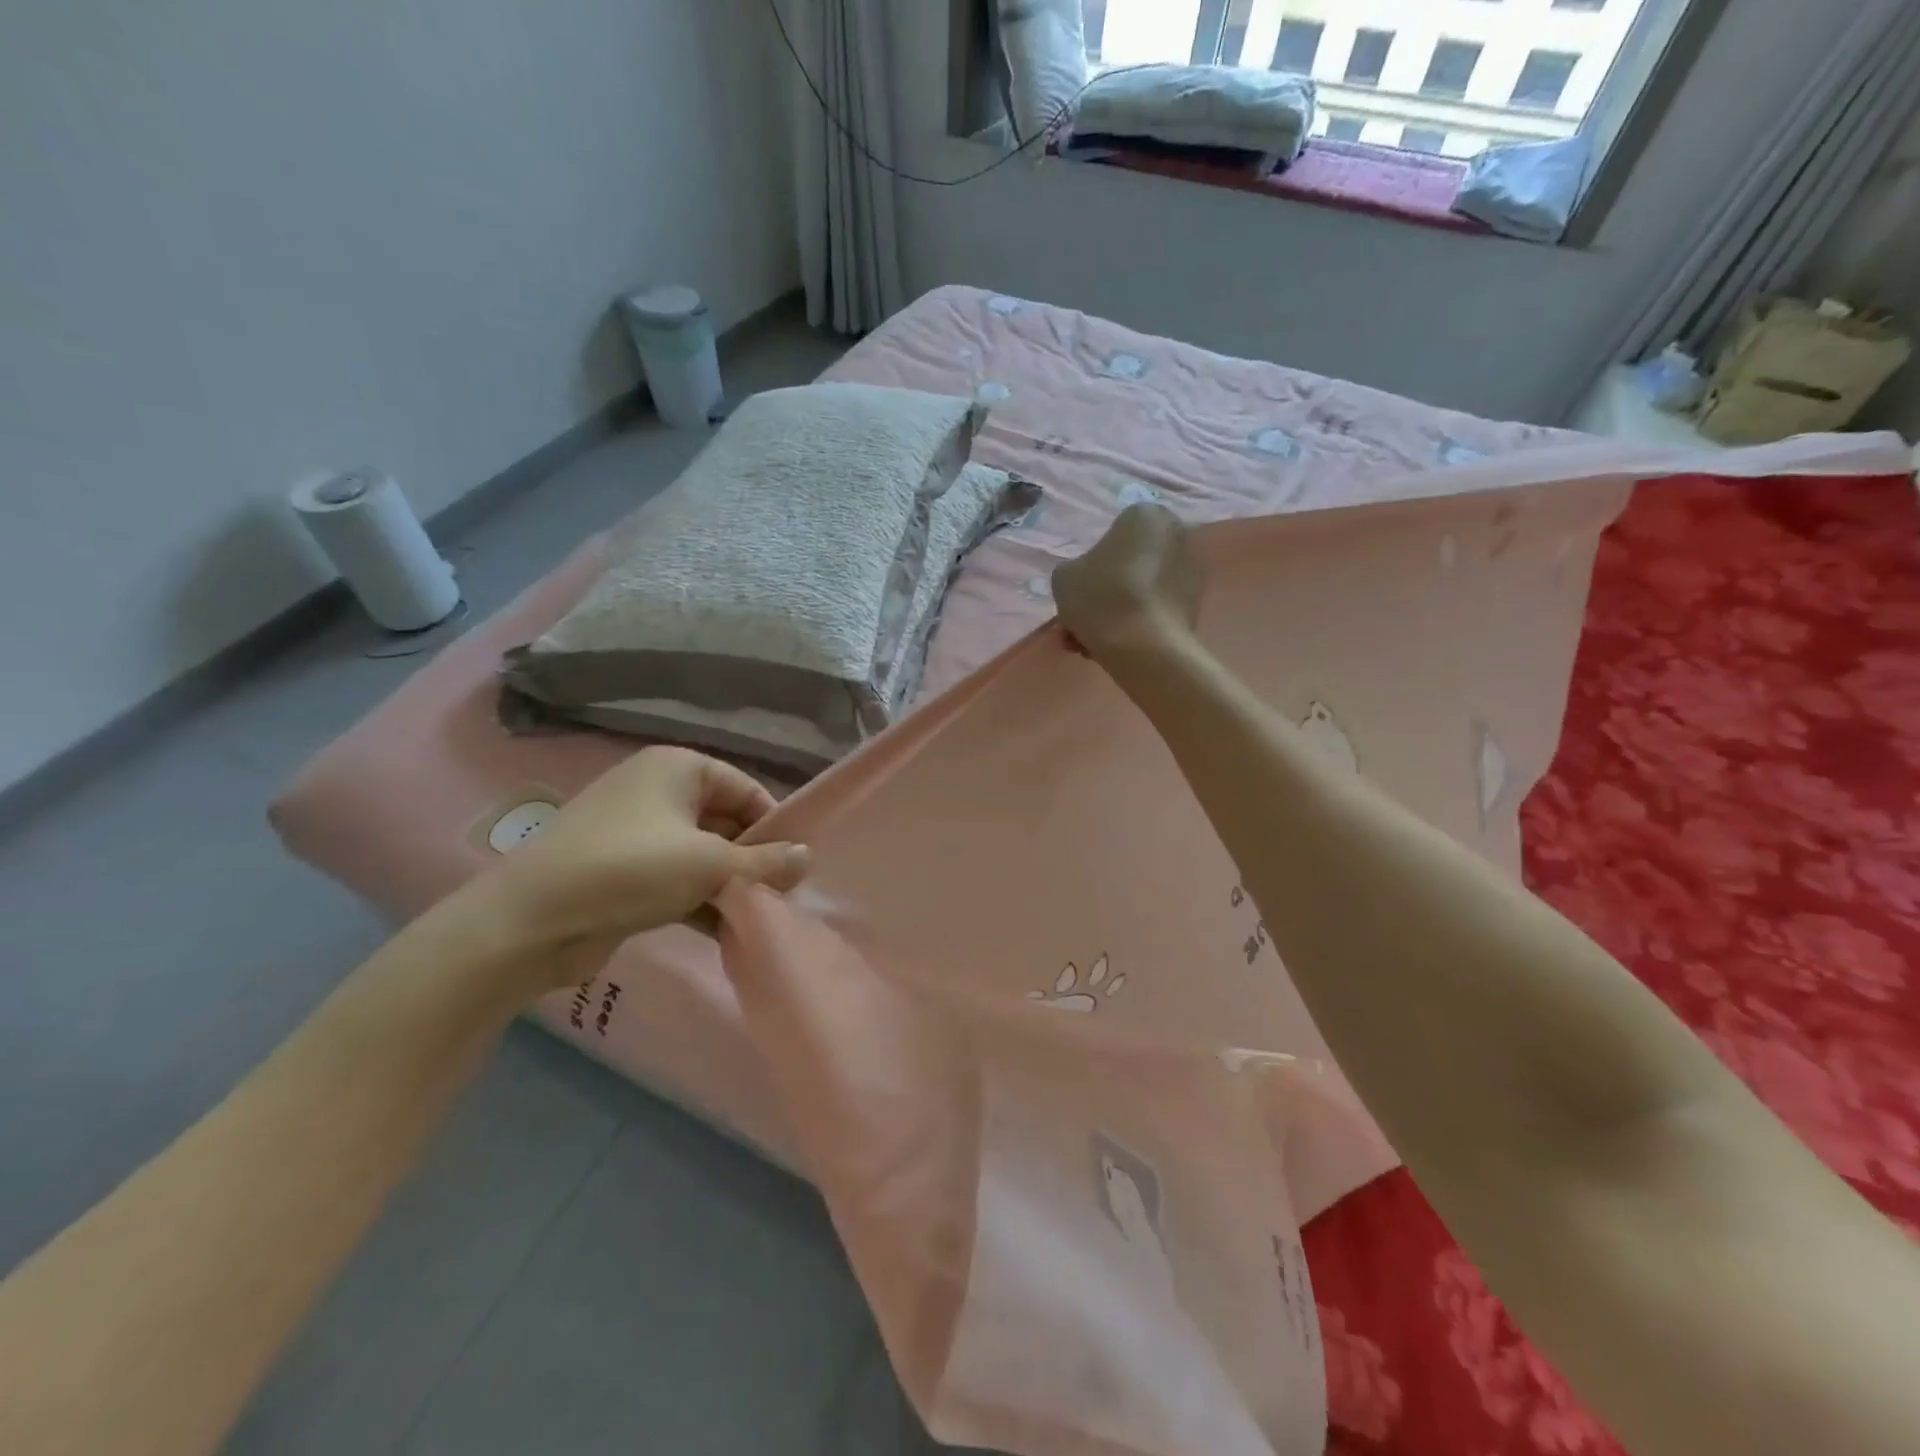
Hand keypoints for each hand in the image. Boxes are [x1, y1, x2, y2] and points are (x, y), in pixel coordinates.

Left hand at [472, 747, 809, 985]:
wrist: (529, 923)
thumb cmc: (631, 871)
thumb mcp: (710, 864)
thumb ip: (765, 862)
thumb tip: (808, 858)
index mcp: (678, 768)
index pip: (745, 789)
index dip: (774, 825)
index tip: (795, 865)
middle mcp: (657, 790)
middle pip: (724, 821)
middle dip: (753, 860)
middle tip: (781, 896)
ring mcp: (636, 832)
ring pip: (701, 854)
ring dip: (729, 885)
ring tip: (758, 918)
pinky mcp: (622, 871)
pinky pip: (676, 878)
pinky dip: (700, 900)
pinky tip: (726, 932)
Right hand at [1051, 504, 1201, 666]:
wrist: (1145, 647)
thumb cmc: (1102, 598)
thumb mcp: (1064, 577)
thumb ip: (1074, 570)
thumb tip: (1086, 579)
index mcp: (1146, 516)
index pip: (1110, 537)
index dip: (1088, 567)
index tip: (1077, 593)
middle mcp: (1177, 536)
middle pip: (1126, 567)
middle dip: (1102, 596)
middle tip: (1078, 623)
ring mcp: (1191, 573)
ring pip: (1139, 593)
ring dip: (1114, 615)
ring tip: (1087, 645)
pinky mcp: (1195, 606)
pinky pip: (1154, 612)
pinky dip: (1134, 627)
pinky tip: (1111, 650)